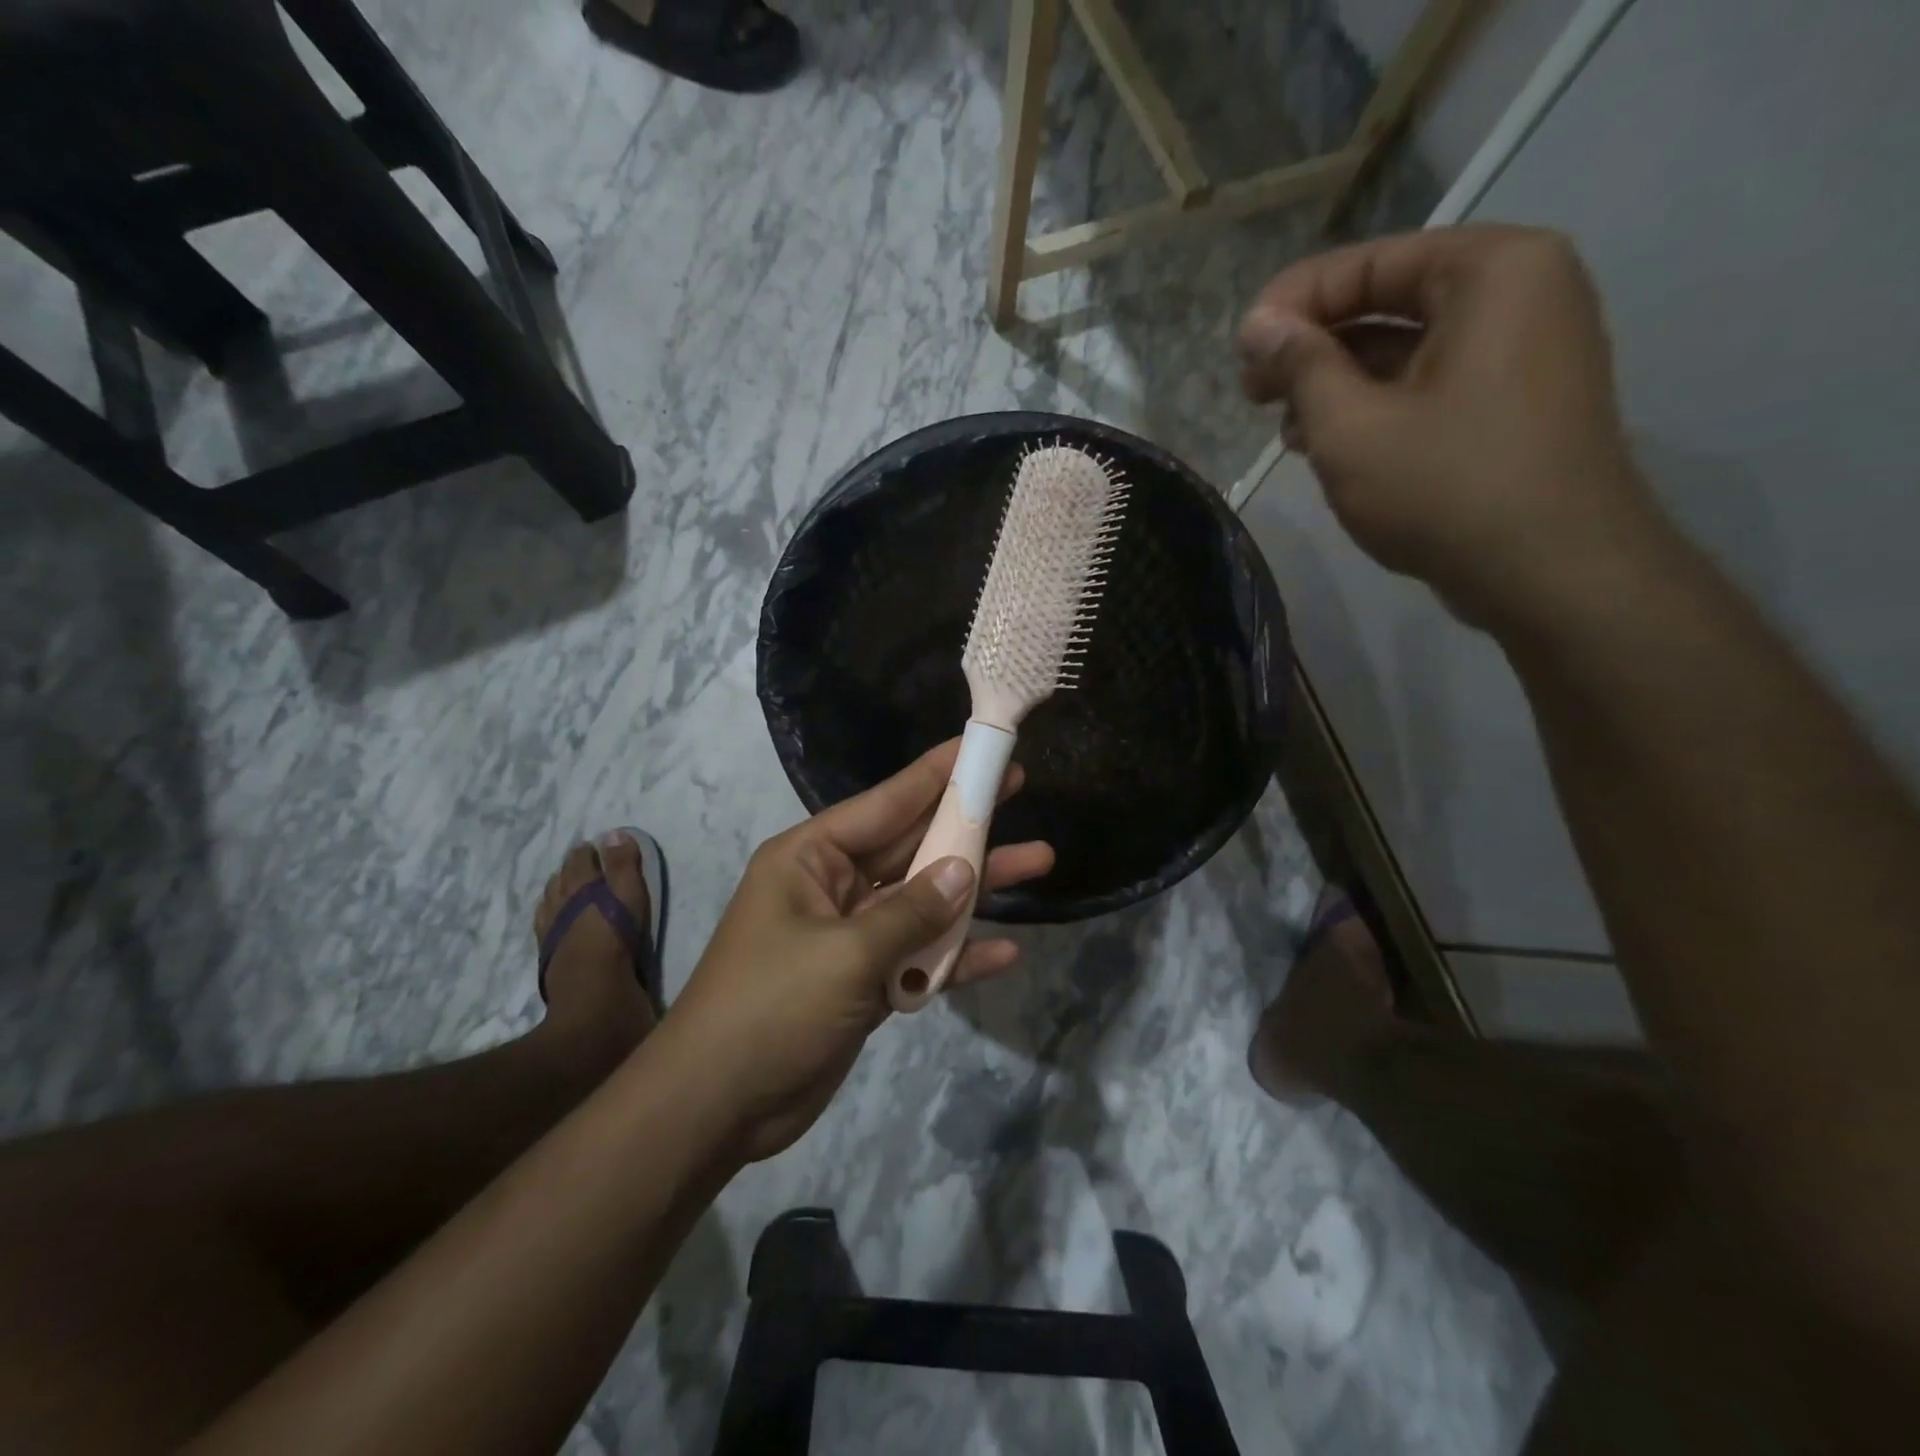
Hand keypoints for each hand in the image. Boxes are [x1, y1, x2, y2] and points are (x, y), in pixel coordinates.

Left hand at [662, 740, 1053, 1162]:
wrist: (717, 1106)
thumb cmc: (772, 1007)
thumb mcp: (845, 953)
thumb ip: (912, 911)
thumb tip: (965, 871)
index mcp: (812, 858)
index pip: (886, 803)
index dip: (935, 774)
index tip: (978, 748)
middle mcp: (834, 886)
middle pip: (912, 846)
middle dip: (965, 825)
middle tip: (1017, 787)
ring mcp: (851, 935)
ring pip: (923, 900)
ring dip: (975, 889)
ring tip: (1039, 862)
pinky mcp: (865, 981)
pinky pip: (918, 956)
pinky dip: (955, 957)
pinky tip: (1004, 953)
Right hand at [1237, 225, 1660, 625]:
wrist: (1551, 573)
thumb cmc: (1445, 488)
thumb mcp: (1351, 426)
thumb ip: (1300, 366)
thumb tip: (1259, 324)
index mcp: (1490, 270)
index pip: (1368, 263)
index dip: (1291, 304)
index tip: (1239, 351)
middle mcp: (1520, 291)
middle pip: (1389, 302)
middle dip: (1313, 348)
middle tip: (1253, 393)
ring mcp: (1525, 350)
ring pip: (1407, 348)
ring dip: (1337, 383)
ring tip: (1286, 429)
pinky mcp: (1516, 403)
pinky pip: (1432, 383)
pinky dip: (1377, 406)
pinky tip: (1331, 444)